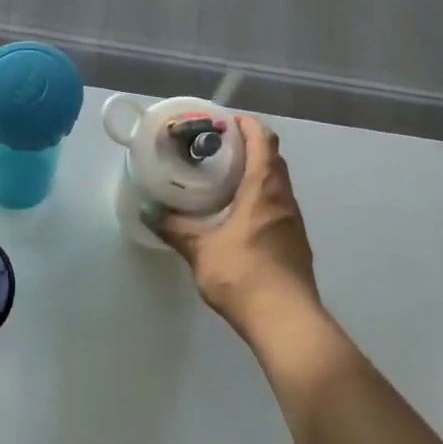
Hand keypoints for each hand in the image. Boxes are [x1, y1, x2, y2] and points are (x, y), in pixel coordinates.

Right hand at [159, 116, 321, 333]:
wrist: (286, 321)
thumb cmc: (243, 275)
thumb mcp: (200, 251)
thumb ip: (175, 229)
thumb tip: (148, 211)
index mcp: (265, 190)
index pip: (263, 141)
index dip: (246, 125)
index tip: (222, 121)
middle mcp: (284, 199)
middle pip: (272, 158)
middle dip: (248, 146)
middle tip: (215, 148)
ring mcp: (293, 222)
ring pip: (276, 184)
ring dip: (254, 173)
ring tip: (222, 178)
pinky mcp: (294, 243)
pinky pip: (276, 206)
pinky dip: (258, 197)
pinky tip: (236, 214)